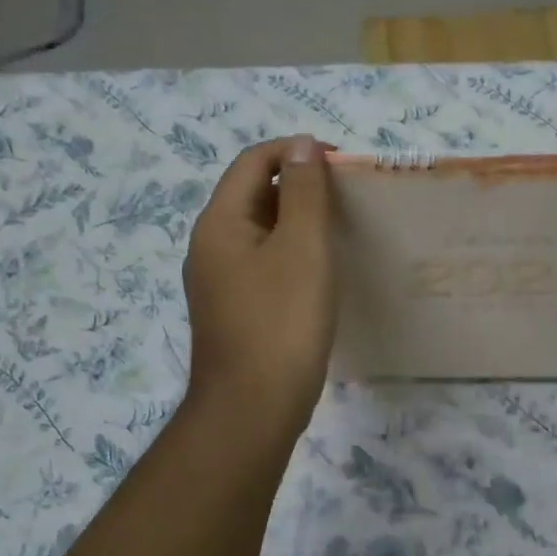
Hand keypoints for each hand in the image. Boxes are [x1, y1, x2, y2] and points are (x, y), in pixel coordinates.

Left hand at [181, 136, 337, 447]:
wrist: (252, 410)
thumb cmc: (282, 321)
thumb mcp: (302, 247)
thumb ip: (304, 191)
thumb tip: (302, 145)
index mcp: (219, 222)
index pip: (253, 161)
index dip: (296, 151)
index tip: (342, 164)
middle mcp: (210, 245)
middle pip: (253, 193)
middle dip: (299, 185)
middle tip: (346, 198)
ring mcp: (218, 280)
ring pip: (259, 230)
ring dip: (297, 220)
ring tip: (339, 229)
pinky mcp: (232, 309)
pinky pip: (261, 262)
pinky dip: (290, 252)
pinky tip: (319, 271)